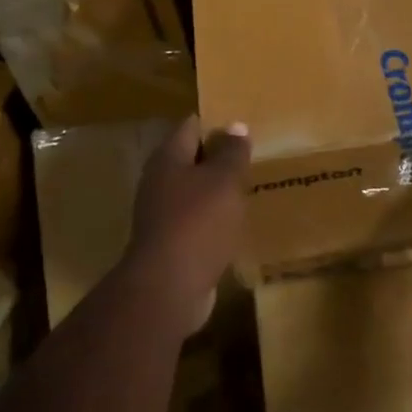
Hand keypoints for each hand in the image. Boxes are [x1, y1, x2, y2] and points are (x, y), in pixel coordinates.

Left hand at [126, 117, 250, 337]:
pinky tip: (235, 224)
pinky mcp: (170, 244)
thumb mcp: (224, 180)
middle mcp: (159, 181)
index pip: (191, 126)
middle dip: (219, 158)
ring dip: (217, 191)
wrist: (168, 288)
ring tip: (248, 189)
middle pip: (191, 159)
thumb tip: (235, 125)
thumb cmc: (197, 223)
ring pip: (194, 192)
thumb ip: (232, 152)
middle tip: (252, 157)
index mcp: (168, 158)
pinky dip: (213, 220)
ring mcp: (161, 215)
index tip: (243, 126)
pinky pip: (196, 222)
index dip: (217, 123)